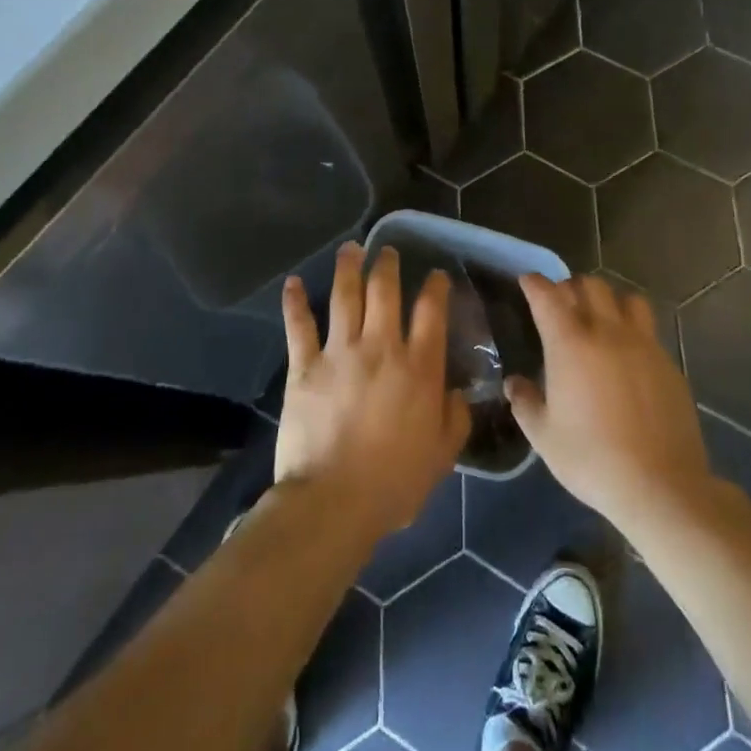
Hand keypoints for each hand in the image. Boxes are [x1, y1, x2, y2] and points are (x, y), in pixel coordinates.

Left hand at [274, 243, 469, 544]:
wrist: (333, 501)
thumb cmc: (394, 483)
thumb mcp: (442, 456)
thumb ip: (455, 419)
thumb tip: (457, 392)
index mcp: (418, 368)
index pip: (431, 313)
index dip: (435, 287)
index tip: (436, 275)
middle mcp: (381, 347)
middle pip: (385, 291)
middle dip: (388, 265)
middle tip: (388, 251)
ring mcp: (340, 352)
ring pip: (345, 296)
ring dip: (348, 267)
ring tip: (351, 248)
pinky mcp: (305, 365)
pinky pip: (299, 326)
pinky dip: (295, 302)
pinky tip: (293, 282)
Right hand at [506, 274, 712, 534]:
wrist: (660, 486)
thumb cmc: (592, 459)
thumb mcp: (544, 437)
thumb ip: (526, 403)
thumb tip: (514, 383)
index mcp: (570, 343)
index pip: (548, 295)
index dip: (535, 284)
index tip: (528, 282)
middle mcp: (607, 332)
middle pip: (590, 285)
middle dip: (572, 287)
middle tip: (562, 304)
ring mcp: (643, 344)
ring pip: (626, 298)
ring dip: (608, 300)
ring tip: (601, 319)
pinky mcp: (668, 362)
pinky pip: (648, 328)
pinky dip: (633, 327)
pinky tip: (628, 354)